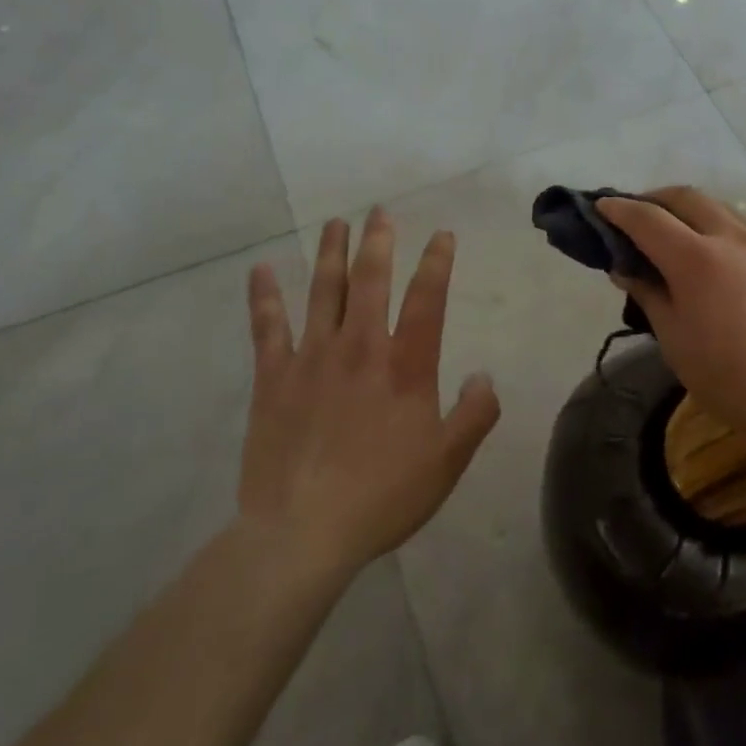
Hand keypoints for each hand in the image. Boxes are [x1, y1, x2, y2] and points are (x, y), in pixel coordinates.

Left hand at [236, 210, 500, 578]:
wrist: (303, 533)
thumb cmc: (383, 495)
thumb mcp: (448, 461)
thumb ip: (475, 414)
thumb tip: (484, 376)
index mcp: (406, 365)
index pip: (428, 299)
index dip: (437, 262)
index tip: (442, 234)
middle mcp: (361, 348)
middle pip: (370, 280)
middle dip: (378, 241)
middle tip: (379, 212)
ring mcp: (313, 358)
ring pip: (323, 291)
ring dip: (330, 253)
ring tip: (336, 223)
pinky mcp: (273, 378)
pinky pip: (267, 327)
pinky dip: (265, 296)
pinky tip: (261, 269)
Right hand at [597, 187, 745, 451]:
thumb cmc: (730, 378)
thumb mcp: (675, 340)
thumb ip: (649, 294)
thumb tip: (625, 267)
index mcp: (696, 259)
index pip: (647, 219)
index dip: (619, 209)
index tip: (601, 206)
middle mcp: (732, 239)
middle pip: (686, 197)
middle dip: (655, 198)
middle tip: (636, 215)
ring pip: (720, 208)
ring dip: (689, 210)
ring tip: (674, 233)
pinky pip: (745, 231)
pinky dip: (719, 230)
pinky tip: (717, 260)